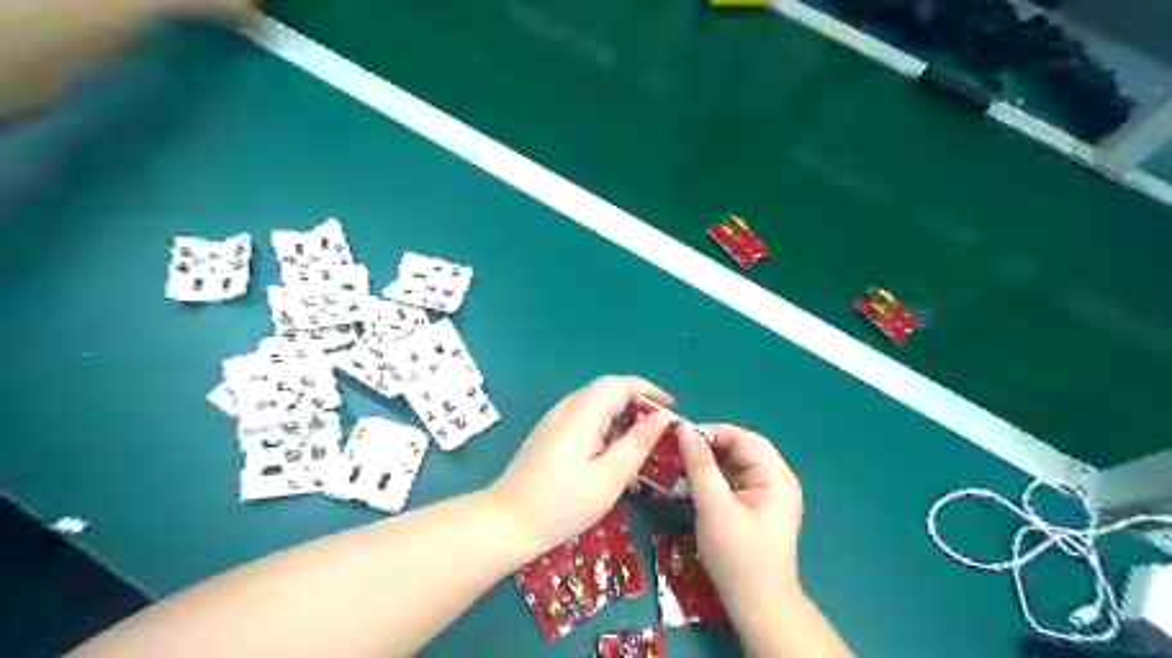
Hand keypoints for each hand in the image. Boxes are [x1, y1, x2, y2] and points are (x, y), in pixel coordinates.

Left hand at [485, 374, 672, 554]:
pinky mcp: (549, 431)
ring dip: (622, 411)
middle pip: (607, 389)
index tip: (672, 409)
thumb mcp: (608, 478)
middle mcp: (566, 407)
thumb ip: (637, 443)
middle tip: (660, 426)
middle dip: (638, 400)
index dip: (649, 391)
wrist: (506, 522)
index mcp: (582, 413)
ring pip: (595, 401)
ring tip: (642, 437)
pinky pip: (584, 414)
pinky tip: (612, 447)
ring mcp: (555, 418)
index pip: (620, 384)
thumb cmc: (562, 504)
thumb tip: (661, 418)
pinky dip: (606, 422)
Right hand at [679, 428, 807, 626]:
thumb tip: (684, 430)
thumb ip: (700, 466)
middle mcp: (777, 479)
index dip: (712, 432)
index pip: (743, 438)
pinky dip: (714, 477)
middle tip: (678, 449)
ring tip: (680, 463)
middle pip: (741, 449)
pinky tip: (693, 482)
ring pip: (736, 463)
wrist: (758, 606)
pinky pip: (734, 480)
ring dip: (710, 461)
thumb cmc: (738, 557)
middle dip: (710, 445)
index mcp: (776, 476)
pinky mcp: (757, 507)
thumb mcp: (714, 508)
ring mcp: (769, 494)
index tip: (679, 436)